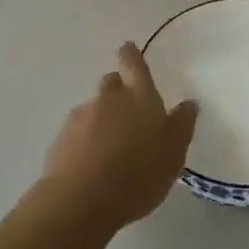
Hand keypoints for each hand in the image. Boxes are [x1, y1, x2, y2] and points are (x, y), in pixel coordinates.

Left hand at [40, 43, 197, 228]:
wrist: (80, 200)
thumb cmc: (138, 174)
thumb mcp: (173, 153)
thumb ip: (181, 126)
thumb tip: (188, 103)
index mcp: (140, 97)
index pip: (134, 65)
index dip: (131, 55)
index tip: (128, 47)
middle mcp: (108, 99)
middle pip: (111, 83)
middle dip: (118, 89)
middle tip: (129, 111)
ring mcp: (80, 117)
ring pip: (93, 108)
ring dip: (101, 118)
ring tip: (111, 146)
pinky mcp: (60, 140)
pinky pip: (77, 132)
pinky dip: (85, 139)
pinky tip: (93, 162)